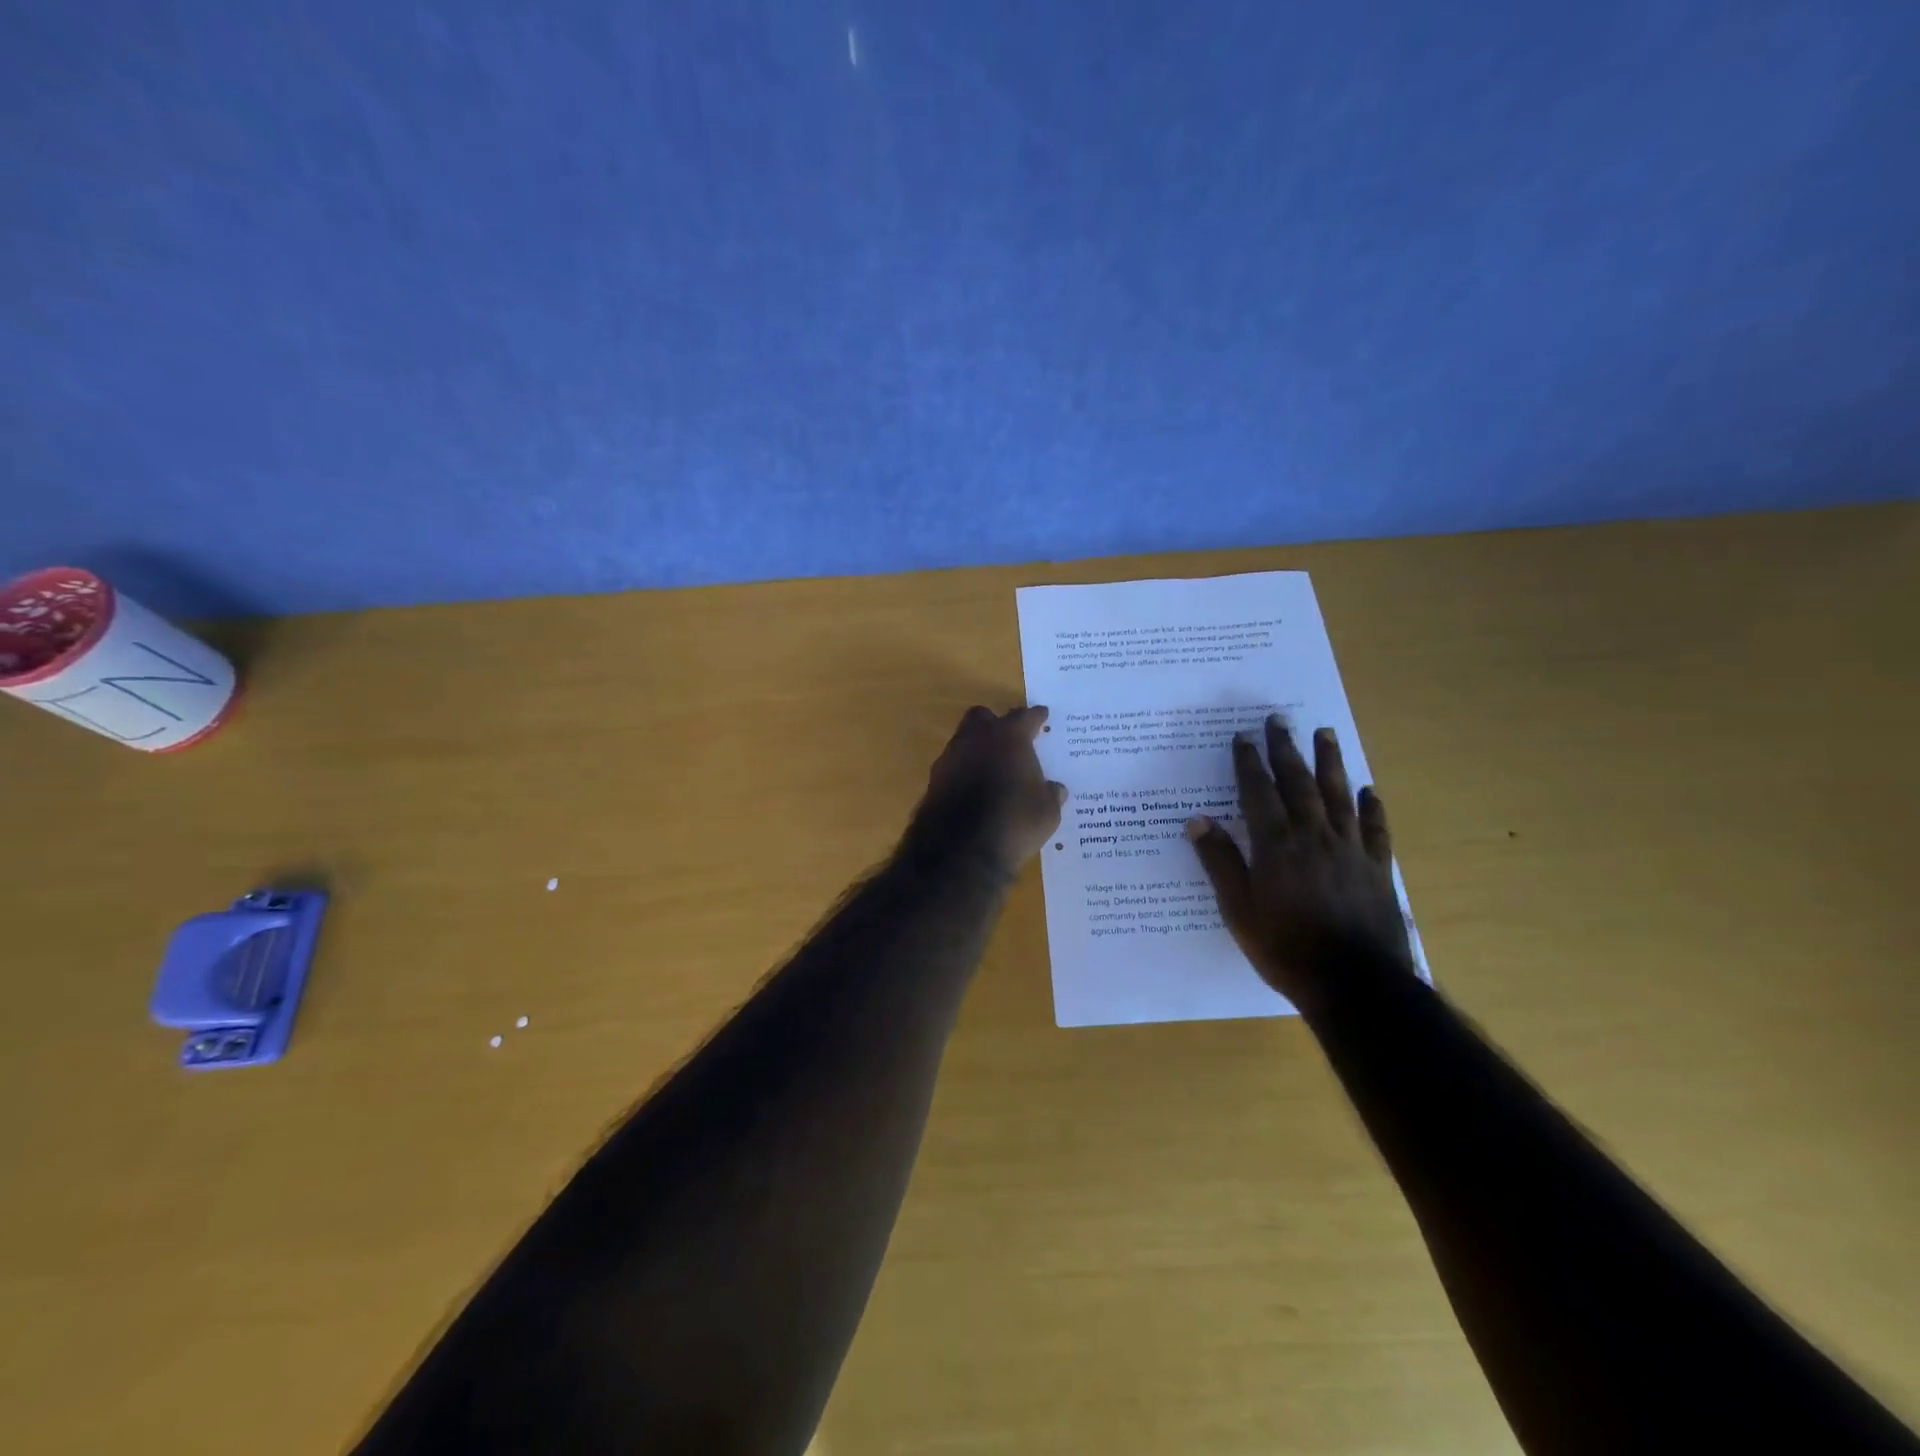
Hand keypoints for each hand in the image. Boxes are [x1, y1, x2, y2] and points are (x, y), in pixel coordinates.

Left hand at [903, 705, 1067, 879]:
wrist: (961, 849)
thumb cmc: (1014, 822)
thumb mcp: (1046, 812)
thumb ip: (1051, 794)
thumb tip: (1055, 789)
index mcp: (1009, 737)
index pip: (1025, 717)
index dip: (1036, 717)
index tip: (1042, 716)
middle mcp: (977, 739)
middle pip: (984, 717)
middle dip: (996, 723)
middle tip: (1010, 739)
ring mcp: (951, 757)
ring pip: (963, 740)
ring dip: (977, 748)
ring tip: (991, 767)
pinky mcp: (933, 780)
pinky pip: (953, 766)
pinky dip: (963, 771)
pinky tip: (973, 788)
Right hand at [1185, 715, 1411, 1012]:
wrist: (1355, 984)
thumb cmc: (1286, 948)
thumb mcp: (1238, 909)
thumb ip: (1220, 862)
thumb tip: (1198, 820)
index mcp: (1276, 845)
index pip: (1258, 793)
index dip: (1248, 763)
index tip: (1242, 737)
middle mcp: (1314, 836)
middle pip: (1298, 783)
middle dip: (1286, 750)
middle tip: (1279, 720)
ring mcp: (1350, 850)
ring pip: (1338, 796)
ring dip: (1330, 762)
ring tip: (1325, 734)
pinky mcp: (1377, 869)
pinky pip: (1375, 829)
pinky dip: (1371, 807)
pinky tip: (1368, 790)